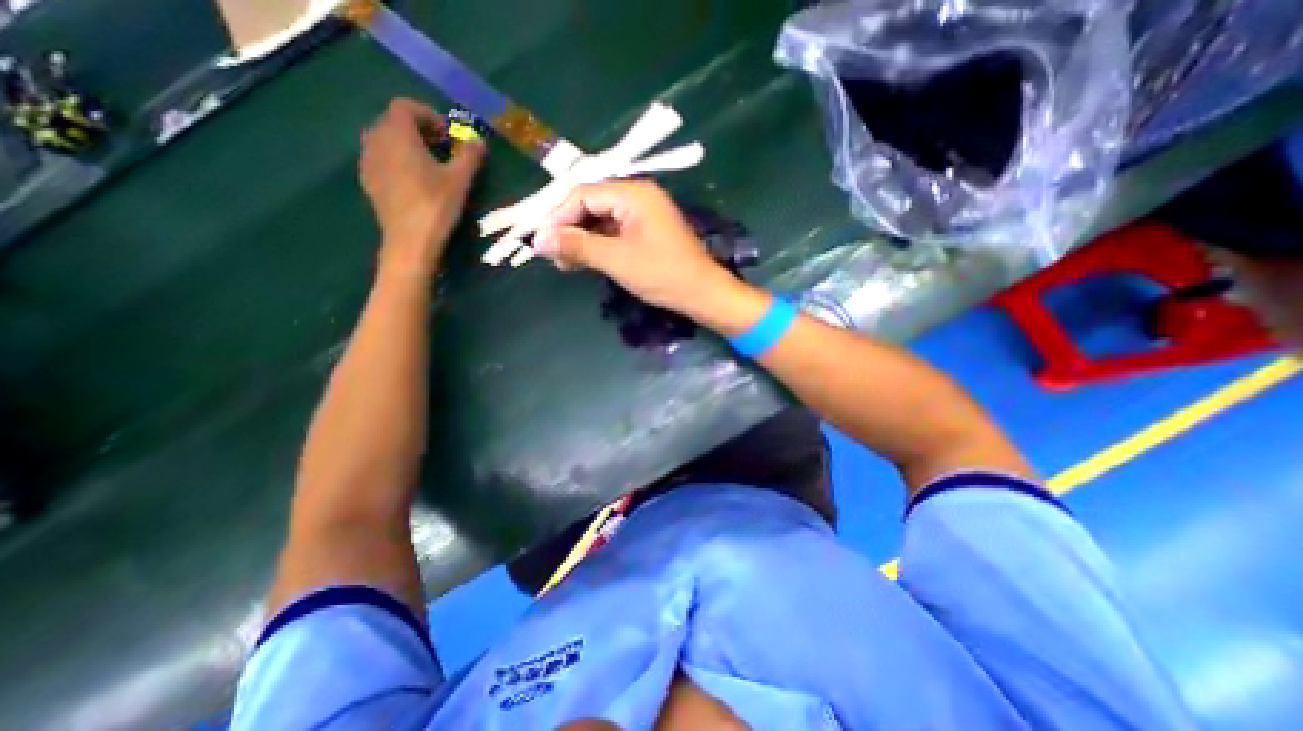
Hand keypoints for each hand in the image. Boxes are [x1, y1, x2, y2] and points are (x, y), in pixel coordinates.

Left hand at [357, 96, 486, 279]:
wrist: (410, 241)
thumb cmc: (436, 206)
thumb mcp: (460, 180)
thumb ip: (469, 156)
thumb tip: (478, 141)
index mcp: (397, 133)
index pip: (406, 107)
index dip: (429, 115)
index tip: (449, 135)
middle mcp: (376, 140)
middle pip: (394, 122)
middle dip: (419, 130)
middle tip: (443, 150)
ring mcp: (368, 161)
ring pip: (386, 141)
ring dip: (408, 146)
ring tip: (430, 167)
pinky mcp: (369, 182)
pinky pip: (382, 160)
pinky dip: (398, 162)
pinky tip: (416, 183)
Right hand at [530, 180, 729, 314]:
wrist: (702, 293)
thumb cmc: (662, 274)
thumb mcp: (617, 260)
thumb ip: (578, 246)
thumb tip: (539, 241)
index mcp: (633, 193)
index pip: (583, 194)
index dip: (557, 216)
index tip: (538, 240)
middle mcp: (638, 196)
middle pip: (590, 203)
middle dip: (568, 228)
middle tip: (550, 253)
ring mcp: (643, 214)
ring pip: (600, 219)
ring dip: (581, 239)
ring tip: (563, 263)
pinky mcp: (646, 231)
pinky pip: (613, 231)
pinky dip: (597, 245)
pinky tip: (584, 261)